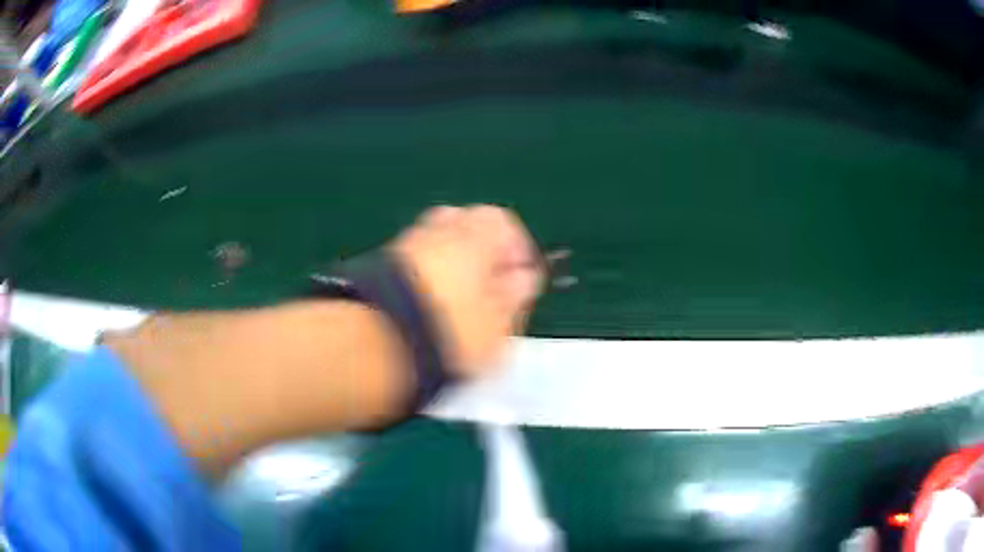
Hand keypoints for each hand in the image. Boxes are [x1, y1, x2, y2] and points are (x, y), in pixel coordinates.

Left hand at [391, 205, 543, 378]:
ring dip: (453, 261)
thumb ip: (515, 296)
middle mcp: (438, 227)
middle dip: (482, 250)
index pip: (504, 224)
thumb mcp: (498, 324)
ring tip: (460, 299)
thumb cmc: (448, 331)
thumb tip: (522, 279)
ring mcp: (406, 242)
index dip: (517, 250)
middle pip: (467, 224)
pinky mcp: (380, 262)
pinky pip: (415, 258)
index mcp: (475, 234)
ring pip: (438, 240)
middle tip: (490, 284)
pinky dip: (426, 272)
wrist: (378, 341)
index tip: (520, 277)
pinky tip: (430, 303)